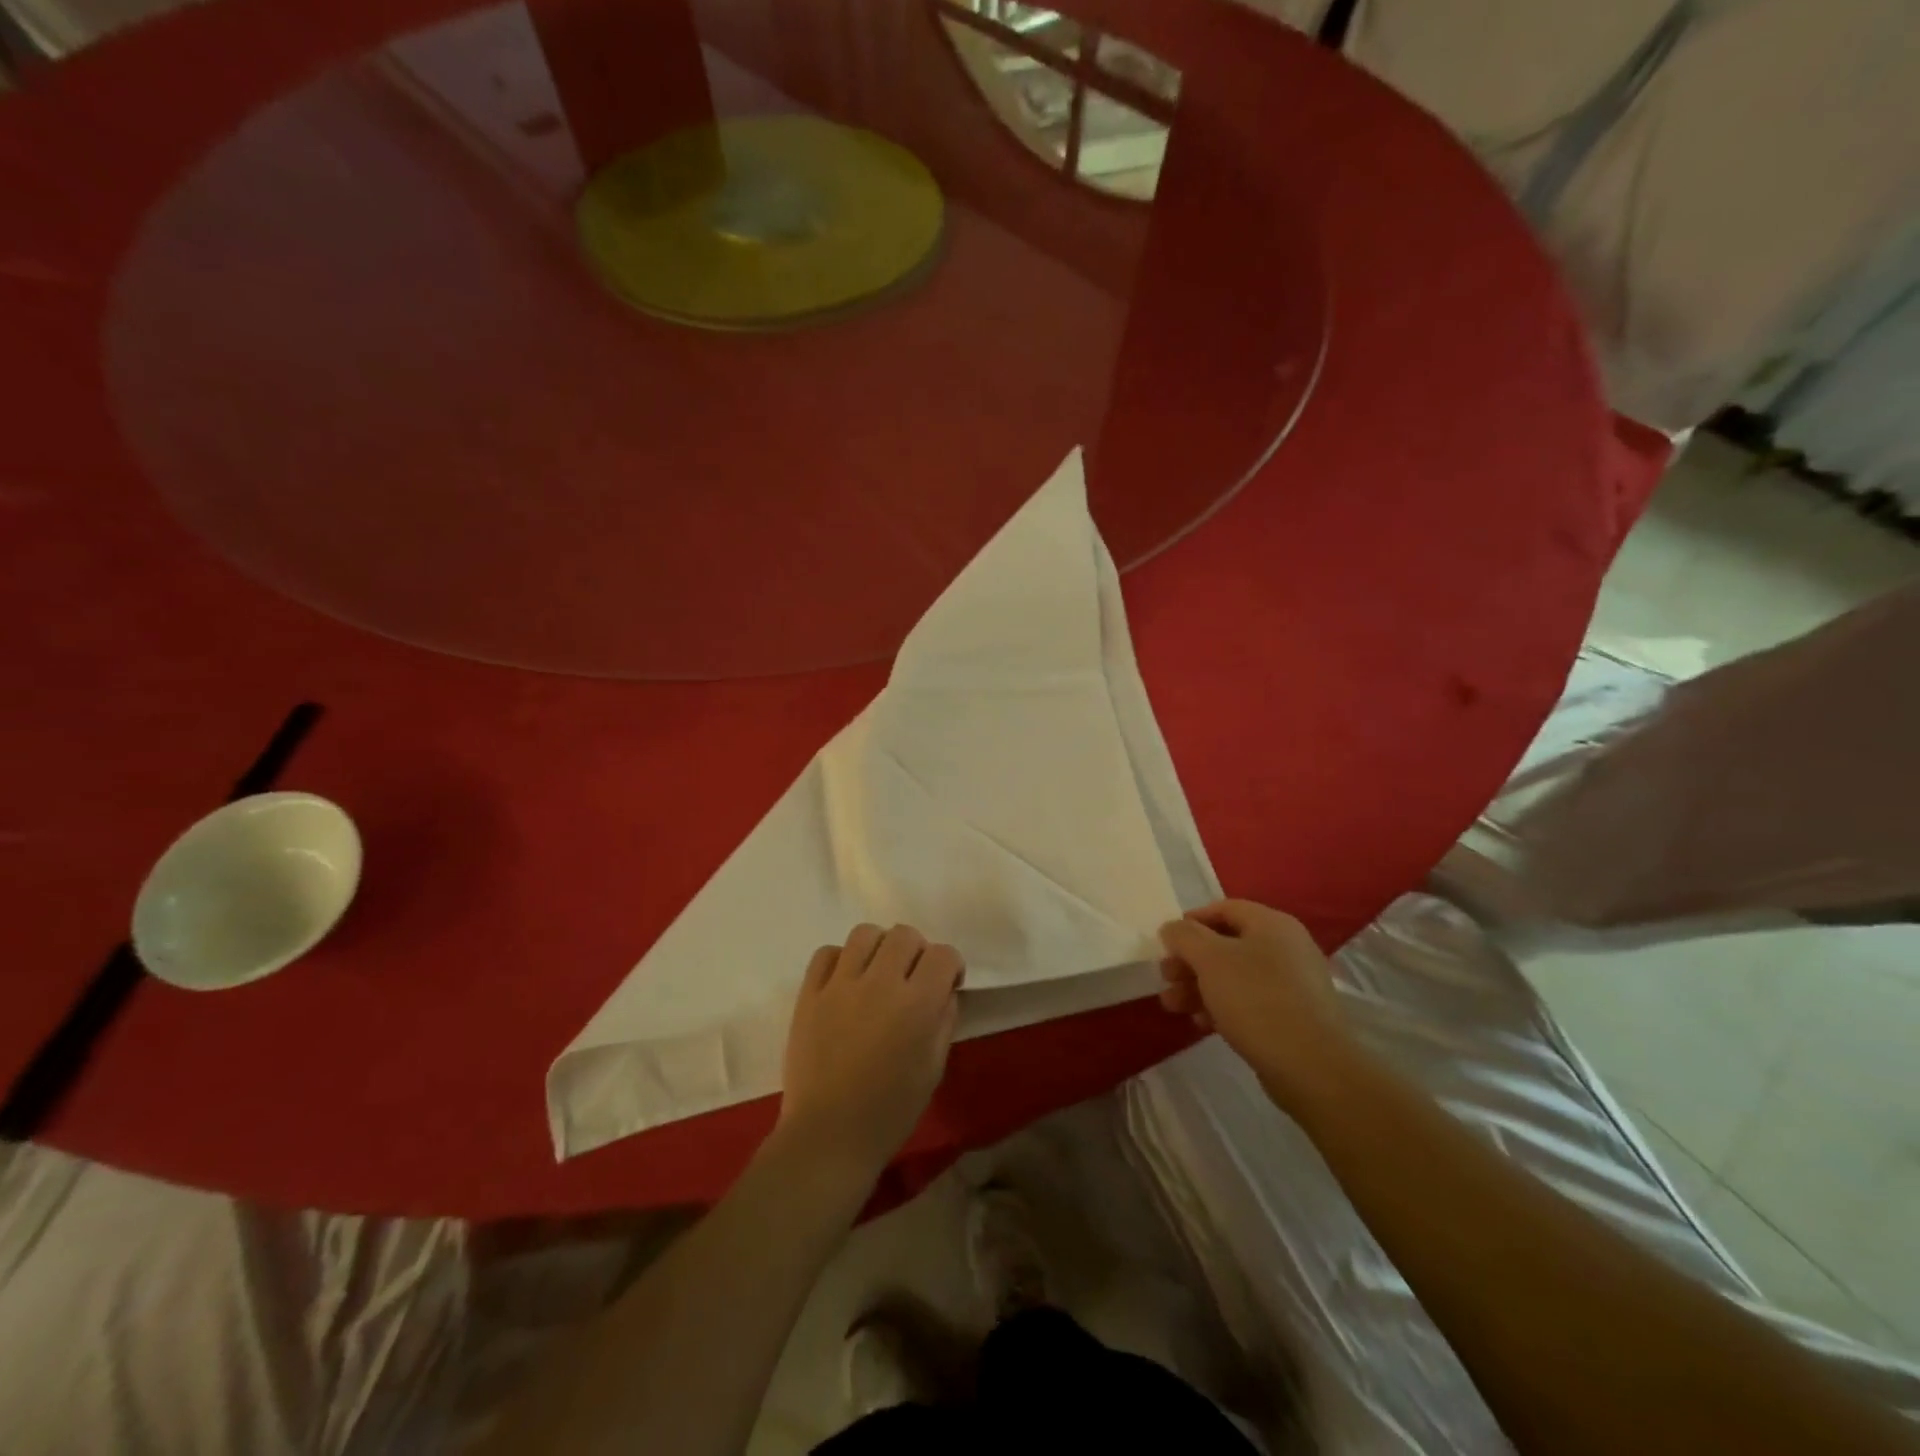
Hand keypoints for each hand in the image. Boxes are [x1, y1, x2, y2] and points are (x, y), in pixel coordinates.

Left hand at [776, 924, 963, 1185]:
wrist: (828, 1136)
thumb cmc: (889, 1112)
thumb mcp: (933, 1069)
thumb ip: (943, 1021)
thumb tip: (943, 991)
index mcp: (917, 1004)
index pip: (943, 954)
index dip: (950, 965)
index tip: (946, 983)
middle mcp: (880, 983)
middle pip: (905, 934)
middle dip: (917, 952)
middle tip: (911, 979)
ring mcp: (840, 985)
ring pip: (866, 933)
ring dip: (879, 948)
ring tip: (877, 974)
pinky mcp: (809, 993)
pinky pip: (827, 953)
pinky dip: (840, 960)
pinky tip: (845, 983)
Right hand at [1158, 900, 1360, 1112]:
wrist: (1311, 1067)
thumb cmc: (1256, 1000)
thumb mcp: (1210, 959)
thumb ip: (1184, 936)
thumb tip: (1172, 928)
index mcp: (1272, 924)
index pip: (1224, 908)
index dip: (1191, 921)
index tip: (1166, 942)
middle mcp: (1286, 947)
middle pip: (1226, 944)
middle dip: (1190, 960)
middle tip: (1166, 977)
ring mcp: (1292, 983)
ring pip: (1234, 975)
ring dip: (1199, 986)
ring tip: (1173, 1005)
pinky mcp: (1292, 1016)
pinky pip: (1250, 1001)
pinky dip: (1223, 1006)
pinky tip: (1203, 1024)